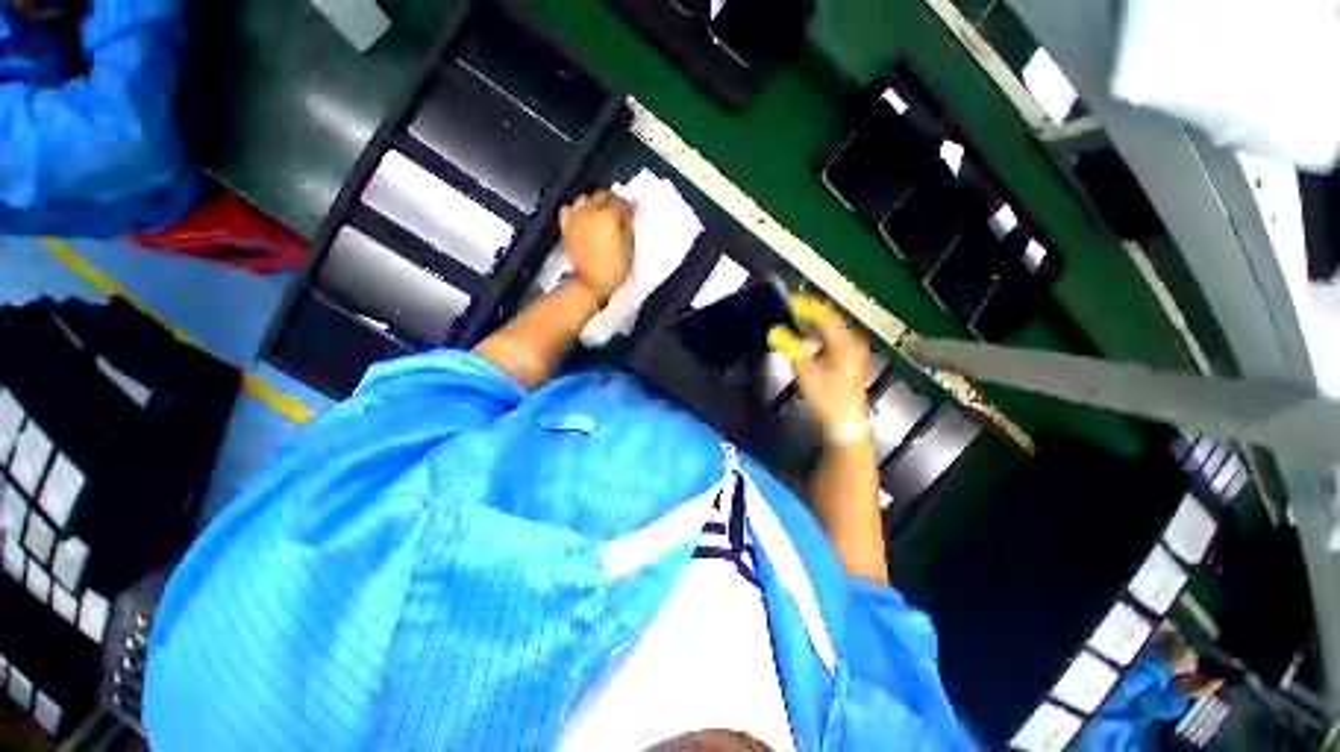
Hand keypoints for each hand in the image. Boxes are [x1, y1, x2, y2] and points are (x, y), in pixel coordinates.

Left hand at [560, 192, 633, 301]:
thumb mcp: (628, 247)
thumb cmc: (614, 267)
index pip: (619, 201)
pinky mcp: (566, 227)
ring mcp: (576, 217)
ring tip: (599, 215)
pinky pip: (569, 209)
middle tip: (616, 214)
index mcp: (608, 215)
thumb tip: (628, 211)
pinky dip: (576, 210)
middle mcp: (590, 210)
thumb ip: (628, 225)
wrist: (590, 282)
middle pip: (601, 196)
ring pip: (584, 199)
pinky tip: (581, 217)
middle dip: (610, 201)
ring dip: (593, 203)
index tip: (630, 214)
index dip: (626, 206)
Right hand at [769, 294, 870, 440]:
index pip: (825, 315)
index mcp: (845, 342)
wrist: (846, 423)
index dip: (806, 306)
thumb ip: (791, 348)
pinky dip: (816, 336)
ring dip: (811, 324)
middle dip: (807, 313)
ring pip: (830, 330)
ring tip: (791, 322)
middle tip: (787, 310)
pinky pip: (830, 339)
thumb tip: (774, 331)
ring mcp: (851, 351)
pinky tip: (804, 340)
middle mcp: (851, 342)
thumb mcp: (807, 373)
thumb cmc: (828, 398)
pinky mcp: (847, 360)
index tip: (788, 300)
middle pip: (829, 320)